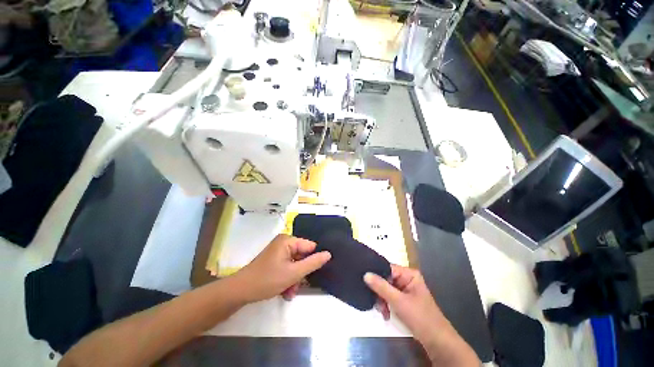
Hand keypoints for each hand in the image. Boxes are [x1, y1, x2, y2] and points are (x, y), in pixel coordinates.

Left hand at [234, 234, 330, 302]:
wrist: (240, 292)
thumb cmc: (267, 280)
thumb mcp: (293, 273)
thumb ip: (313, 263)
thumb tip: (328, 254)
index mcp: (288, 240)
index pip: (310, 246)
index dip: (313, 260)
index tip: (311, 274)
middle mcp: (284, 243)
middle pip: (302, 256)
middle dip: (301, 273)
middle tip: (297, 286)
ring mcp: (278, 251)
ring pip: (295, 264)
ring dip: (295, 279)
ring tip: (289, 292)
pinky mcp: (274, 260)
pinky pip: (288, 267)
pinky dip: (288, 279)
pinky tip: (285, 291)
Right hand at [364, 265, 478, 365]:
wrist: (436, 341)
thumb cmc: (420, 317)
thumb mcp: (399, 301)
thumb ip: (381, 287)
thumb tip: (365, 274)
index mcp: (409, 274)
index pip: (387, 268)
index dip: (375, 273)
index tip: (364, 280)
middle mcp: (406, 279)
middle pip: (385, 278)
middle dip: (379, 291)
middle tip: (376, 302)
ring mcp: (405, 289)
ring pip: (385, 289)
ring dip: (381, 300)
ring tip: (382, 311)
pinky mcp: (403, 300)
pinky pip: (389, 297)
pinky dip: (385, 305)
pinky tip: (385, 314)